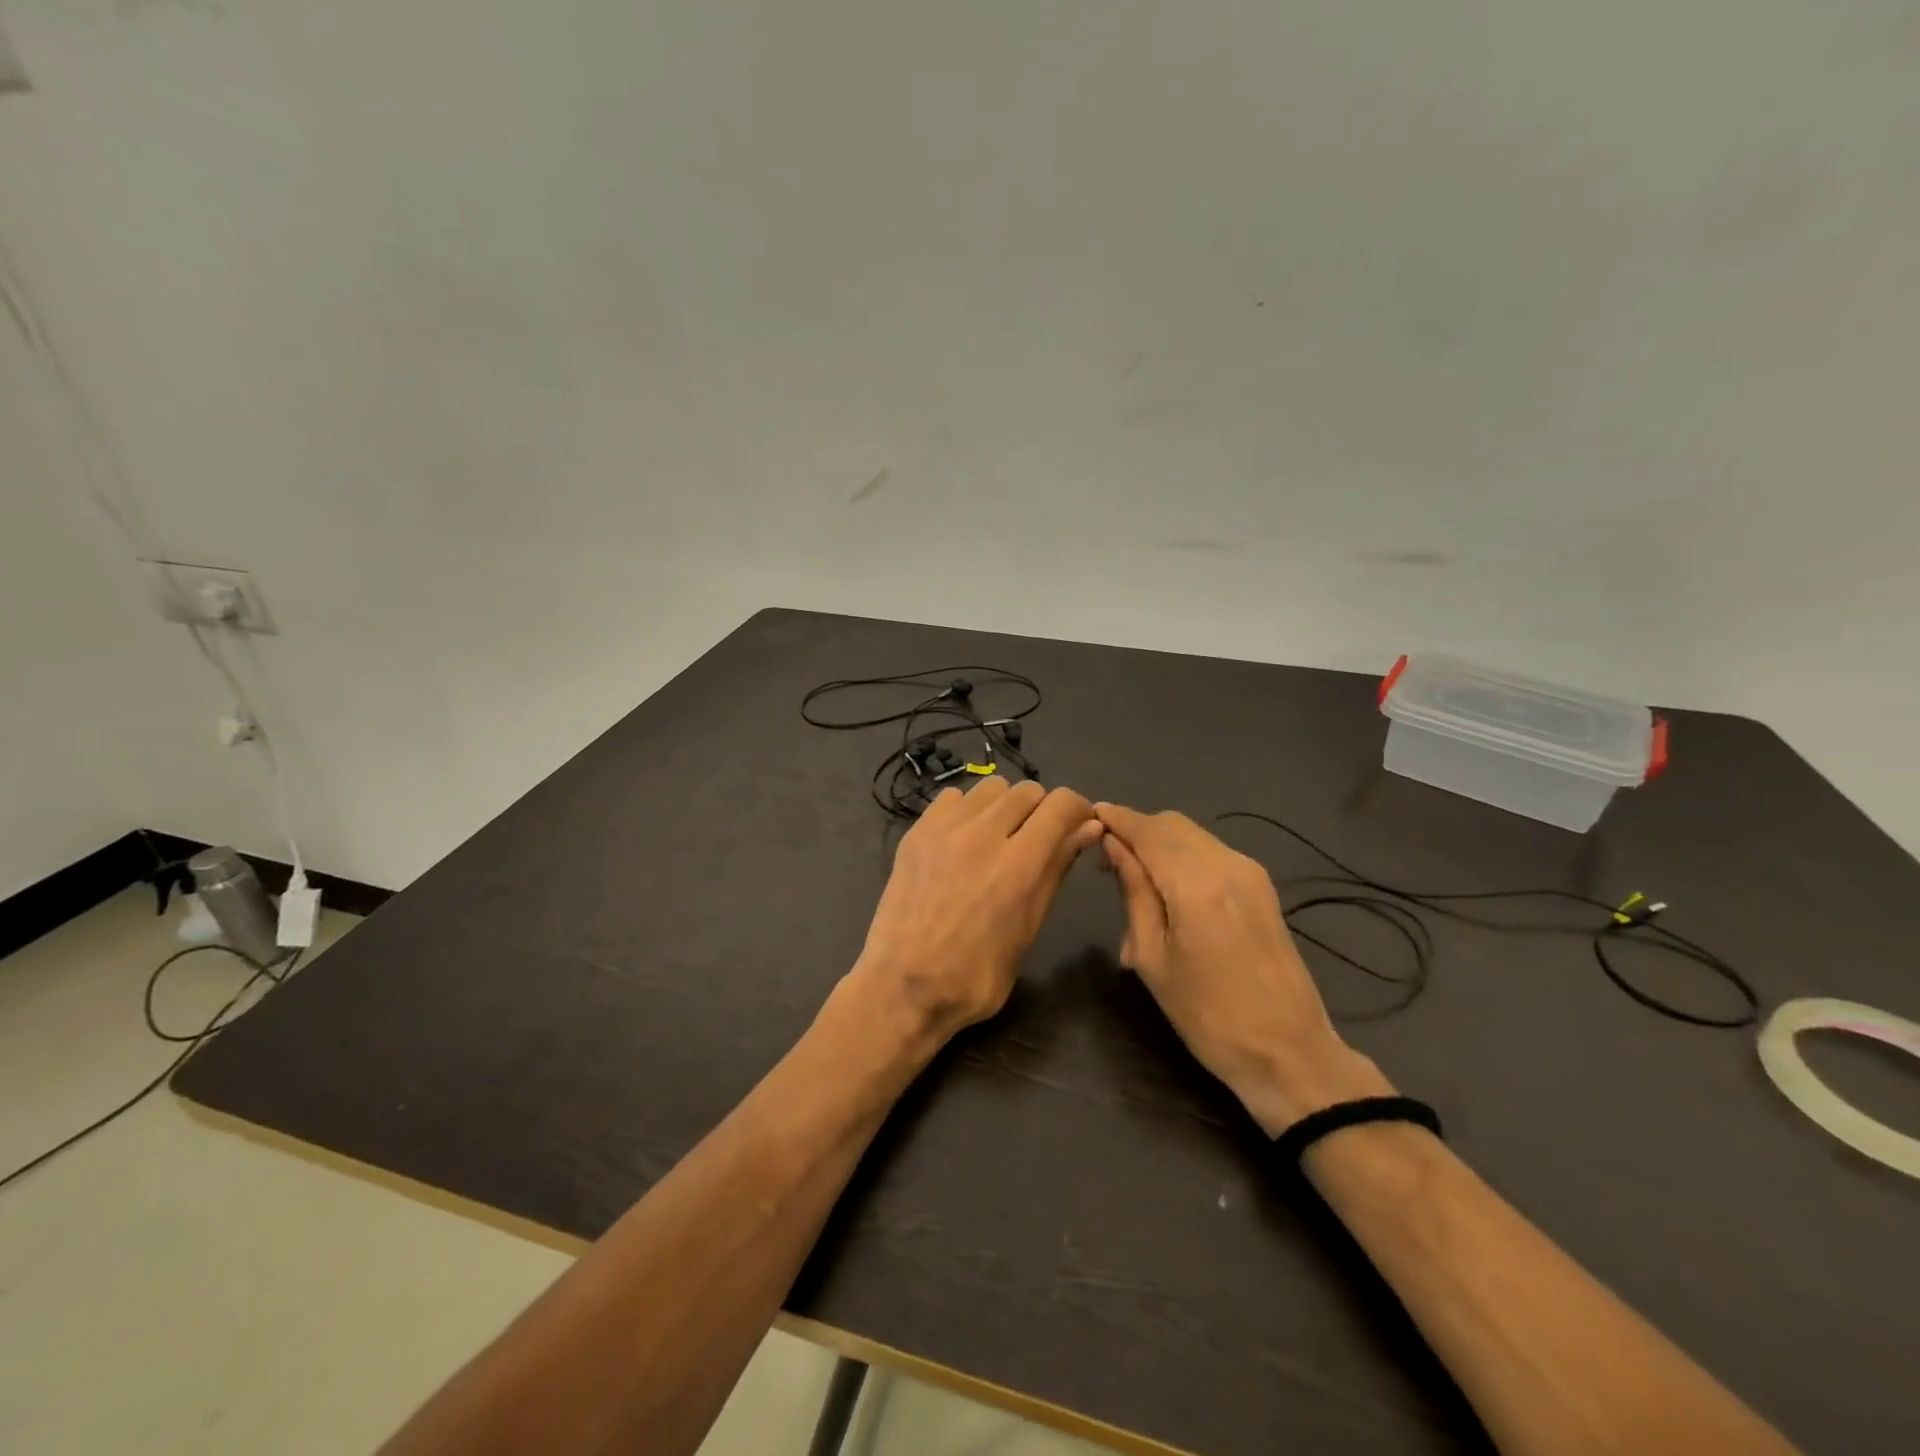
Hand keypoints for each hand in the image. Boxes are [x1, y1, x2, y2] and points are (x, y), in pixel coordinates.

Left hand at [848, 778, 1101, 1051]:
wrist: (902, 986)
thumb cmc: (975, 976)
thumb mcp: (1028, 928)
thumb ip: (1056, 870)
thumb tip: (1088, 828)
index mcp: (1019, 864)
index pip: (1062, 804)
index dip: (1078, 810)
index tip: (1077, 826)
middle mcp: (983, 834)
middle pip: (1028, 791)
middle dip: (1042, 810)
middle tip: (1036, 840)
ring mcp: (944, 828)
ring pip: (991, 787)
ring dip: (1004, 806)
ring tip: (998, 837)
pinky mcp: (916, 831)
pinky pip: (953, 797)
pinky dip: (967, 810)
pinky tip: (963, 840)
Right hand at [1095, 803, 1391, 1133]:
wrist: (1288, 1053)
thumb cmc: (1207, 1015)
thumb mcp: (1154, 957)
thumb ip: (1134, 891)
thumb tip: (1114, 846)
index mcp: (1196, 883)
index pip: (1147, 829)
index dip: (1116, 818)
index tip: (1087, 817)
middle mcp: (1227, 864)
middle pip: (1171, 824)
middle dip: (1136, 829)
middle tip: (1104, 856)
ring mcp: (1250, 873)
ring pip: (1193, 835)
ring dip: (1159, 842)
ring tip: (1132, 874)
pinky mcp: (1262, 887)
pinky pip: (1211, 852)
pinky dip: (1182, 856)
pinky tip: (1167, 887)